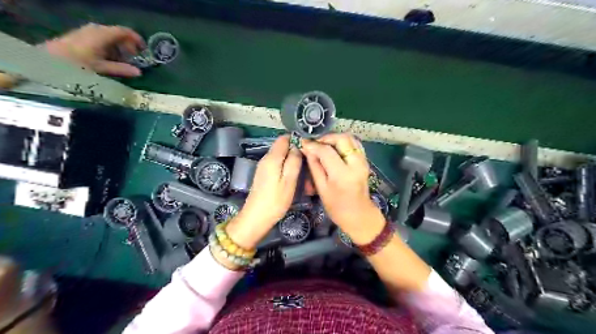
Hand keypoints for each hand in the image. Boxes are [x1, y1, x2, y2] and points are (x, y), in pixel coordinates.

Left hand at [42, 23, 143, 75]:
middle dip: (128, 46)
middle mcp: (96, 29)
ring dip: (119, 48)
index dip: (137, 39)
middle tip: (134, 59)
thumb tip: (139, 72)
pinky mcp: (82, 37)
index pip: (125, 32)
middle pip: (118, 34)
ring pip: (110, 37)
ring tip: (122, 62)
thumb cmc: (77, 64)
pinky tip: (109, 59)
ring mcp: (87, 32)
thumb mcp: (101, 68)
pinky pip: (101, 39)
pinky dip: (109, 48)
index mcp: (102, 34)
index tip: (144, 51)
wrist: (48, 60)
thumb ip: (121, 69)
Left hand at [227, 136, 303, 249]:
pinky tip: (293, 176)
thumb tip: (297, 147)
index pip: (284, 138)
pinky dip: (286, 166)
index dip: (296, 139)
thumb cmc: (275, 200)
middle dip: (295, 150)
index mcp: (272, 158)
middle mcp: (266, 159)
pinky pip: (277, 164)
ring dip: (291, 159)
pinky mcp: (263, 175)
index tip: (309, 146)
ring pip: (280, 156)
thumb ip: (294, 161)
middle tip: (309, 160)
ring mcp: (263, 167)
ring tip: (304, 168)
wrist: (256, 217)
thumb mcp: (289, 181)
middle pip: (282, 146)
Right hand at [303, 132, 386, 244]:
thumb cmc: (337, 207)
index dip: (313, 145)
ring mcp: (363, 161)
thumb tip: (307, 149)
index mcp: (342, 174)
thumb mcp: (321, 188)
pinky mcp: (365, 161)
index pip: (327, 151)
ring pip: (350, 138)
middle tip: (315, 144)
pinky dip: (344, 142)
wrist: (359, 215)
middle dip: (326, 138)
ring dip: (335, 139)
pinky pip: (355, 144)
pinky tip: (335, 149)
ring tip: (324, 146)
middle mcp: (356, 164)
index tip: (303, 143)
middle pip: (342, 139)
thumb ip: (314, 166)